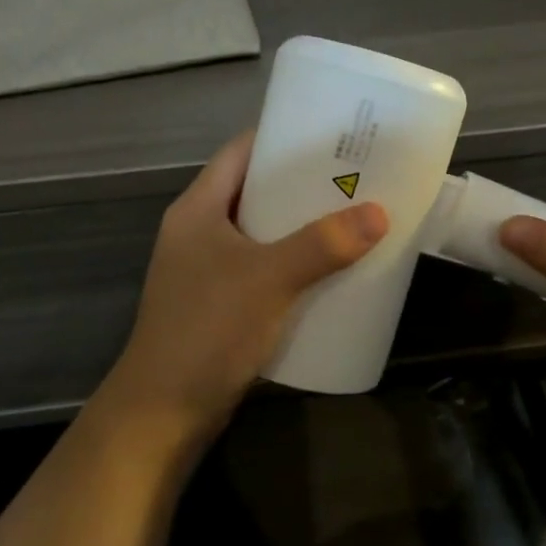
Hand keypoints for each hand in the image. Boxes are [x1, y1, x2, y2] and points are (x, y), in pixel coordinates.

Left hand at [105, 133, 387, 443]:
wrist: (166, 410)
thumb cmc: (208, 330)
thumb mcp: (268, 279)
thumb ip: (322, 245)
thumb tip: (379, 213)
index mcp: (197, 210)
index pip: (240, 153)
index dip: (282, 138)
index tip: (331, 136)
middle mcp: (199, 233)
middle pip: (255, 192)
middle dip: (303, 185)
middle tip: (355, 179)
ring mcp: (208, 271)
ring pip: (263, 234)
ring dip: (302, 228)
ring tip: (352, 219)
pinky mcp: (222, 305)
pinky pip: (265, 271)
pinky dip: (295, 265)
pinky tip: (330, 272)